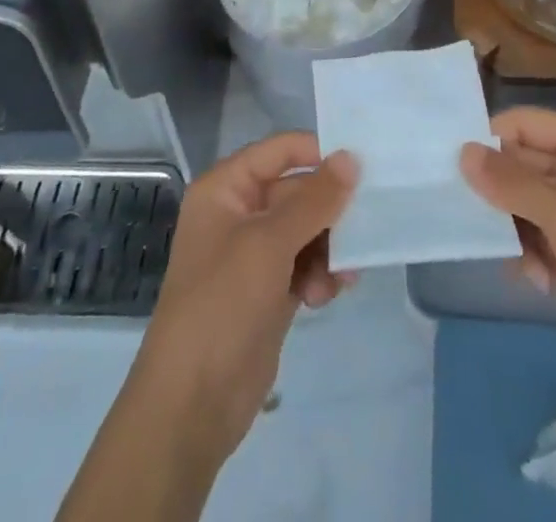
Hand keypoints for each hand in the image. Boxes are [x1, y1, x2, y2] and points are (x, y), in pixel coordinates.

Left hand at [130, 133, 357, 461]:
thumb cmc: (223, 304)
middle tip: (363, 226)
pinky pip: (306, 264)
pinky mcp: (269, 291)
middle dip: (330, 212)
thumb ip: (314, 199)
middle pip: (298, 192)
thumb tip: (350, 157)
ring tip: (340, 276)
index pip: (280, 151)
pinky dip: (321, 274)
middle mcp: (239, 213)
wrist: (192, 404)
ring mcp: (254, 255)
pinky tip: (325, 295)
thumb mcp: (269, 243)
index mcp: (226, 188)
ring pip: (307, 230)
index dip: (318, 153)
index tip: (360, 167)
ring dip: (328, 248)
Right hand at [460, 107, 555, 392]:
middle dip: (499, 192)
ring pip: (521, 203)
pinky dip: (529, 255)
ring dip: (514, 230)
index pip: (525, 124)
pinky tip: (538, 280)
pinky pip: (532, 236)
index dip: (491, 139)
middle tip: (467, 213)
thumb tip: (462, 151)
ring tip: (521, 258)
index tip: (455, 165)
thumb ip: (511, 182)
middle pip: (520, 163)